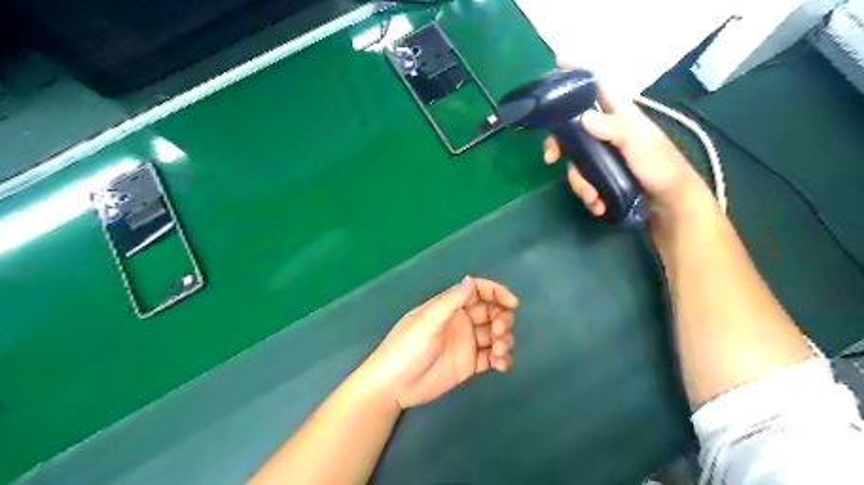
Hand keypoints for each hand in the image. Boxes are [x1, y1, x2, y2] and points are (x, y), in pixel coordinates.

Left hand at [361, 276, 514, 408]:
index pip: (478, 291)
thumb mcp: (427, 323)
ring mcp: (466, 343)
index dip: (496, 292)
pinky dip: (501, 358)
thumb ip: (450, 302)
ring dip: (504, 339)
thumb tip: (470, 280)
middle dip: (502, 318)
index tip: (512, 303)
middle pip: (491, 312)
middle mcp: (461, 321)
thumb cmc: (406, 349)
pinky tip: (501, 365)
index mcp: (449, 306)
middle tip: (499, 331)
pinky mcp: (469, 364)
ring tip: (499, 351)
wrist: (393, 386)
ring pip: (494, 334)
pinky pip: (492, 357)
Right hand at [542, 92, 711, 220]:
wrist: (670, 204)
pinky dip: (588, 195)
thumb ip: (615, 129)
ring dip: (579, 183)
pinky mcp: (602, 176)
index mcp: (619, 116)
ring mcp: (603, 155)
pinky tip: (598, 205)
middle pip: (572, 130)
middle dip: (559, 145)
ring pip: (575, 161)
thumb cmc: (661, 168)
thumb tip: (583, 117)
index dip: (578, 76)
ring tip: (593, 198)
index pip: (597, 88)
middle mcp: (607, 132)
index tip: (556, 68)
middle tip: (550, 158)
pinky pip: (584, 181)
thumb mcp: (640, 145)